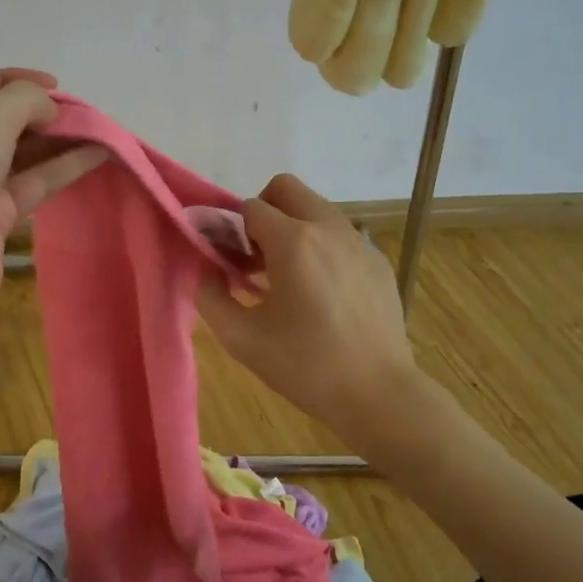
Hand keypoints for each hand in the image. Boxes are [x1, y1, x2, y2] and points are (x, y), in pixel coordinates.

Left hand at [0, 69, 106, 345]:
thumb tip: (48, 109)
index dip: (13, 79)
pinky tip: (97, 155)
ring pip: (18, 153)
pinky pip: (31, 183)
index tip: (57, 85)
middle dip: (39, 113)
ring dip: (57, 140)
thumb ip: (25, 99)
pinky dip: (62, 168)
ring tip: (98, 129)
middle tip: (80, 112)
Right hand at [197, 174, 422, 447]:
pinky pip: (340, 235)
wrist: (377, 393)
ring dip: (293, 228)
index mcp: (293, 242)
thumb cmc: (305, 366)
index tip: (232, 265)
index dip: (232, 231)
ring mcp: (359, 242)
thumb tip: (204, 267)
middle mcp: (328, 228)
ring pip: (316, 209)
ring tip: (288, 279)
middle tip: (257, 258)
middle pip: (286, 189)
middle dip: (263, 213)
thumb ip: (209, 294)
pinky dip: (321, 248)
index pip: (250, 207)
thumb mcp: (241, 338)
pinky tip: (322, 295)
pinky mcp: (378, 260)